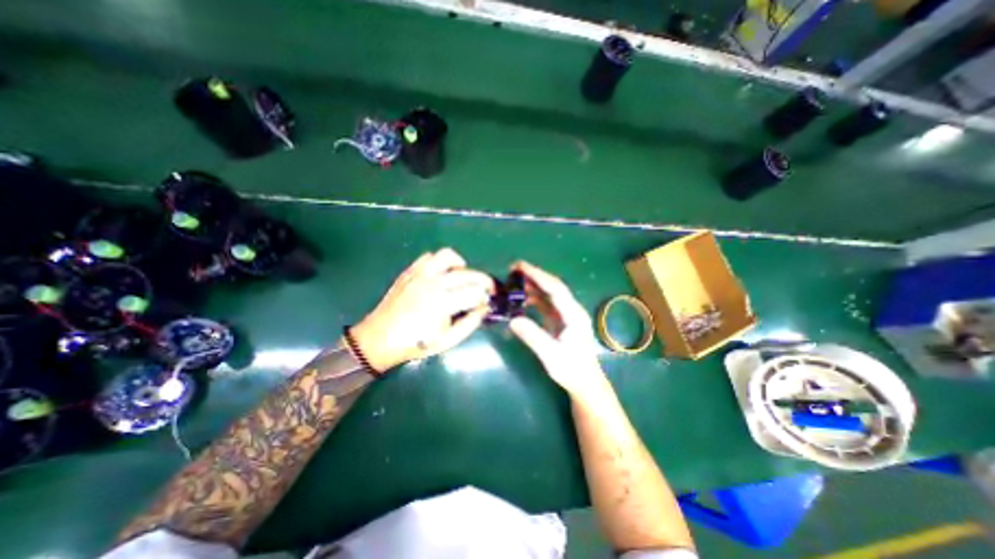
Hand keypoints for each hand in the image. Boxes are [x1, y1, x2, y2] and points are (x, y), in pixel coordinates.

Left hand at [351, 249, 495, 369]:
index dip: (486, 296)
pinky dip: (440, 262)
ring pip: (447, 256)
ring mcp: (419, 274)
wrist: (379, 339)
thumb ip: (470, 324)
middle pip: (467, 274)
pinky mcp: (410, 272)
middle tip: (485, 289)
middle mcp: (433, 283)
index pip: (475, 292)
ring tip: (462, 276)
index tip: (489, 301)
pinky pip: (429, 257)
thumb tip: (484, 309)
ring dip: (461, 265)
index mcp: (442, 303)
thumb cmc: (415, 343)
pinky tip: (441, 274)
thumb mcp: (447, 341)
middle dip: (483, 280)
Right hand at [509, 261, 610, 401]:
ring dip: (535, 286)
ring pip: (550, 295)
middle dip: (535, 276)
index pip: (555, 289)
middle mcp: (572, 310)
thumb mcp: (551, 355)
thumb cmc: (572, 370)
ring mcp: (567, 315)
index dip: (538, 276)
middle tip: (515, 269)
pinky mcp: (562, 321)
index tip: (521, 267)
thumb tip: (513, 319)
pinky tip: (524, 299)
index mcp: (573, 315)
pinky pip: (548, 305)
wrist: (585, 384)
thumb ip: (533, 336)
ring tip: (516, 281)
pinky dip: (535, 299)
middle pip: (553, 287)